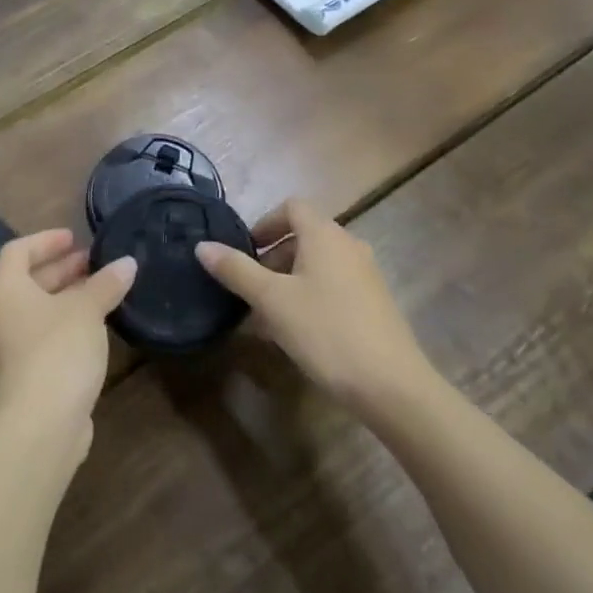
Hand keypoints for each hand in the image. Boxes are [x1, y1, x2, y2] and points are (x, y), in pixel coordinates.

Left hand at [0, 230, 135, 459]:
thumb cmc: (57, 352)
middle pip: (28, 280)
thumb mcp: (86, 311)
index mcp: (5, 289)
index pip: (18, 251)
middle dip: (62, 268)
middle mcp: (1, 314)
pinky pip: (46, 335)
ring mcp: (11, 347)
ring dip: (68, 296)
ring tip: (103, 290)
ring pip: (40, 310)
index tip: (75, 237)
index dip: (46, 240)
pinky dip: (68, 323)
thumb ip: (106, 284)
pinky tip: (97, 327)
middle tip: (95, 262)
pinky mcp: (27, 374)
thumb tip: (127, 262)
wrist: (38, 427)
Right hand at [197, 199, 426, 412]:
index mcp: (325, 235)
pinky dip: (310, 296)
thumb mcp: (272, 300)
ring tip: (267, 316)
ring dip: (288, 281)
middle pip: (304, 236)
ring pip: (317, 264)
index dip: (265, 223)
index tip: (245, 251)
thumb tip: (202, 246)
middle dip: (272, 257)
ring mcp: (366, 275)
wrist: (390, 384)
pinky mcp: (374, 303)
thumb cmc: (325, 330)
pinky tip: (297, 333)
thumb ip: (236, 270)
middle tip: (250, 288)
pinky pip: (333, 286)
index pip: (292, 207)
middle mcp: (349, 245)